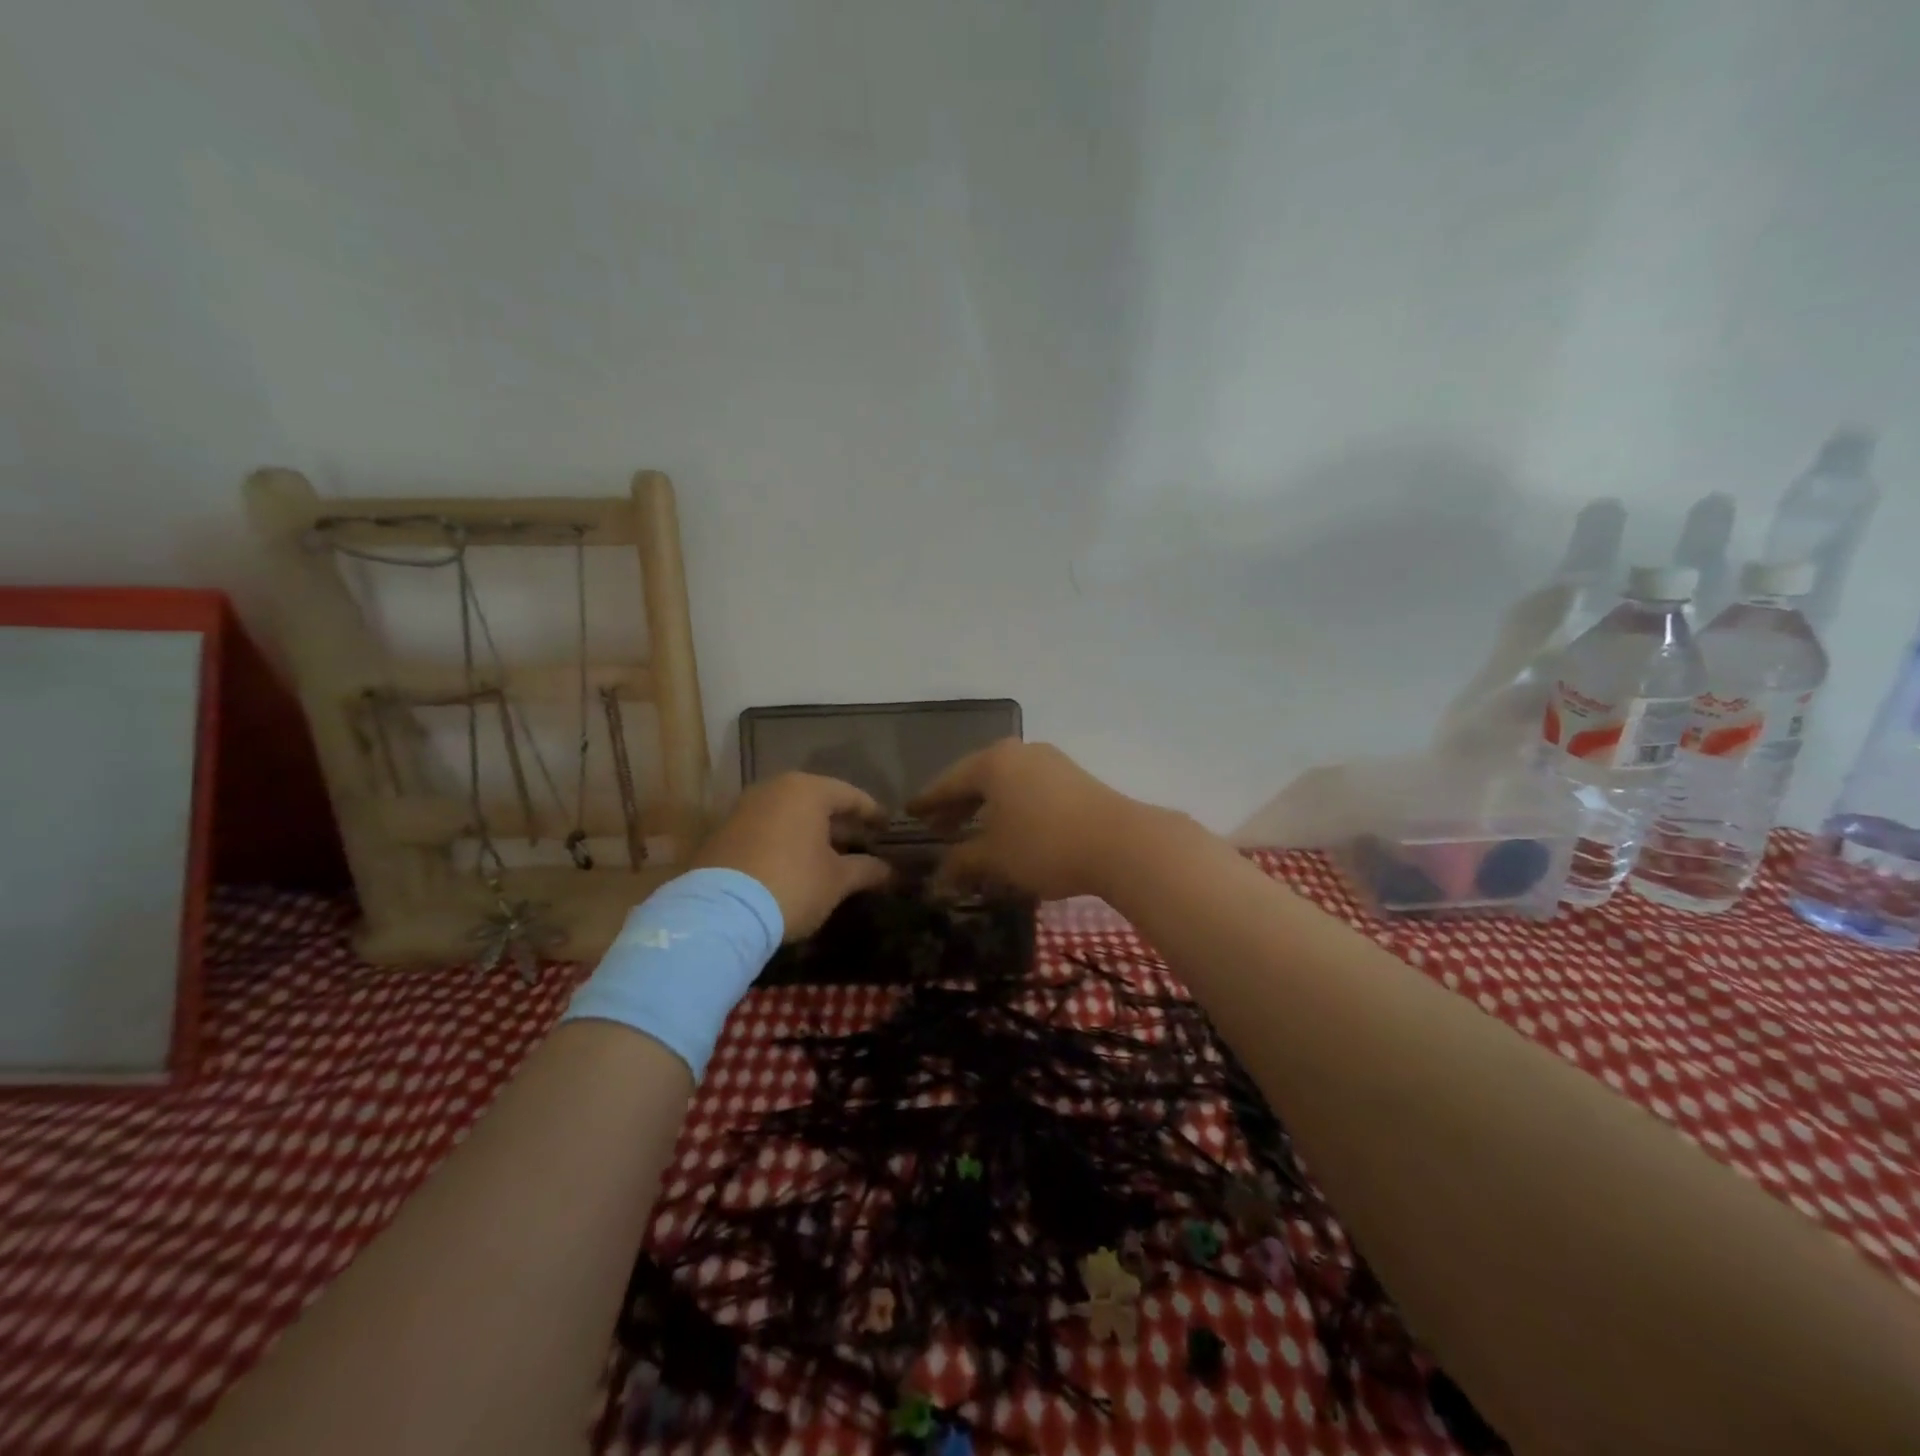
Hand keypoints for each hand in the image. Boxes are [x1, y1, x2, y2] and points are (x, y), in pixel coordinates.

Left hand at [691, 773, 891, 938]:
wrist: (720, 913)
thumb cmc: (792, 884)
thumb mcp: (837, 880)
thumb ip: (867, 870)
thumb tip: (891, 871)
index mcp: (807, 790)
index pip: (850, 795)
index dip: (872, 813)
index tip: (888, 828)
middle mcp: (775, 789)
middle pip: (818, 801)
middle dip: (842, 823)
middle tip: (863, 842)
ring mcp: (745, 807)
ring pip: (790, 814)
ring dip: (813, 832)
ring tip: (833, 855)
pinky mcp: (725, 830)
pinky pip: (768, 827)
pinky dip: (787, 840)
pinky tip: (798, 863)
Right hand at [907, 740, 1140, 900]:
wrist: (1121, 843)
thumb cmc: (1044, 845)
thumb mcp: (995, 858)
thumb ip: (961, 863)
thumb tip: (937, 879)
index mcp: (993, 763)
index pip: (949, 781)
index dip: (928, 801)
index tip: (910, 813)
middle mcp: (1020, 753)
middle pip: (977, 778)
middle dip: (957, 804)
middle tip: (937, 827)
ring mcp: (1050, 762)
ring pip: (1006, 783)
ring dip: (986, 807)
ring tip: (973, 832)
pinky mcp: (1074, 778)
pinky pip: (1029, 789)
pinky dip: (1012, 807)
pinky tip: (1011, 830)